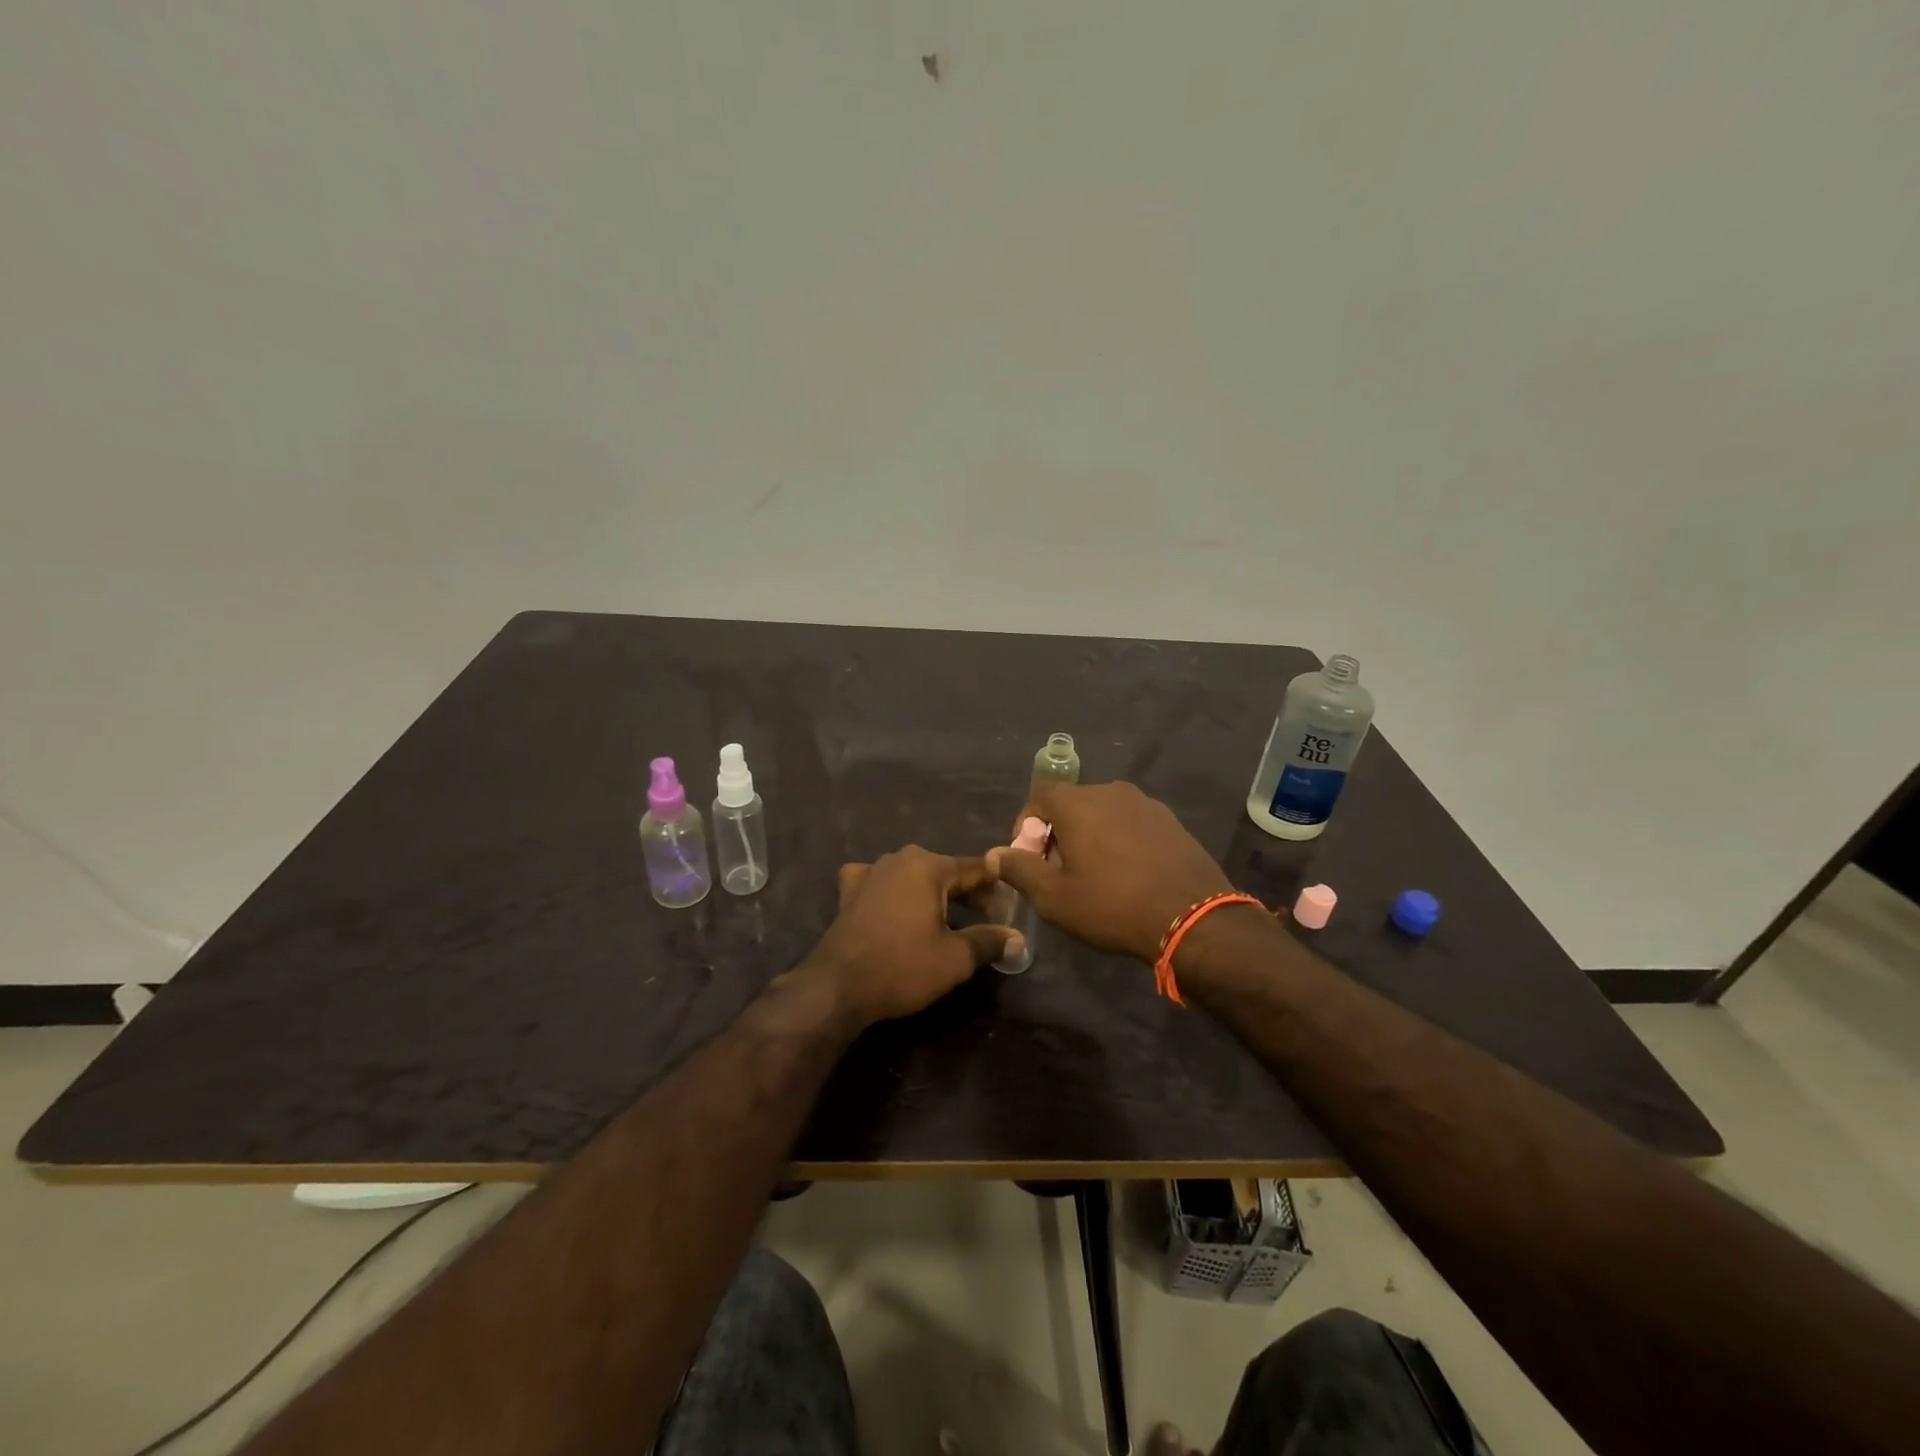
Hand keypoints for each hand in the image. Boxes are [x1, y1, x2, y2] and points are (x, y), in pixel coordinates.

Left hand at [801, 847, 1021, 1025]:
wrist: (837, 986)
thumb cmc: (902, 967)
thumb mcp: (954, 959)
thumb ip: (989, 942)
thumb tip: (1018, 939)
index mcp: (927, 865)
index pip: (975, 870)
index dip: (997, 889)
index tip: (1012, 908)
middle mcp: (899, 858)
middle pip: (945, 872)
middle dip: (968, 894)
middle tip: (988, 920)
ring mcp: (870, 872)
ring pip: (913, 877)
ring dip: (933, 895)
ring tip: (950, 920)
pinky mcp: (849, 891)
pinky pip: (882, 884)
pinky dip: (895, 894)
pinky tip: (896, 908)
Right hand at [986, 781, 1232, 961]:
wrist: (1193, 919)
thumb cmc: (1113, 906)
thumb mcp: (1055, 898)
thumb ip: (1020, 870)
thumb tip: (995, 853)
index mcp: (1079, 803)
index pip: (1040, 796)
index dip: (1027, 824)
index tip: (1029, 857)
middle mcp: (1111, 792)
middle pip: (1072, 803)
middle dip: (1058, 831)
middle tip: (1058, 870)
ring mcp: (1146, 804)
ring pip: (1104, 812)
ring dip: (1090, 835)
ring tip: (1093, 873)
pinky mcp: (1171, 821)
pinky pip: (1132, 823)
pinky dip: (1119, 839)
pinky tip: (1127, 874)